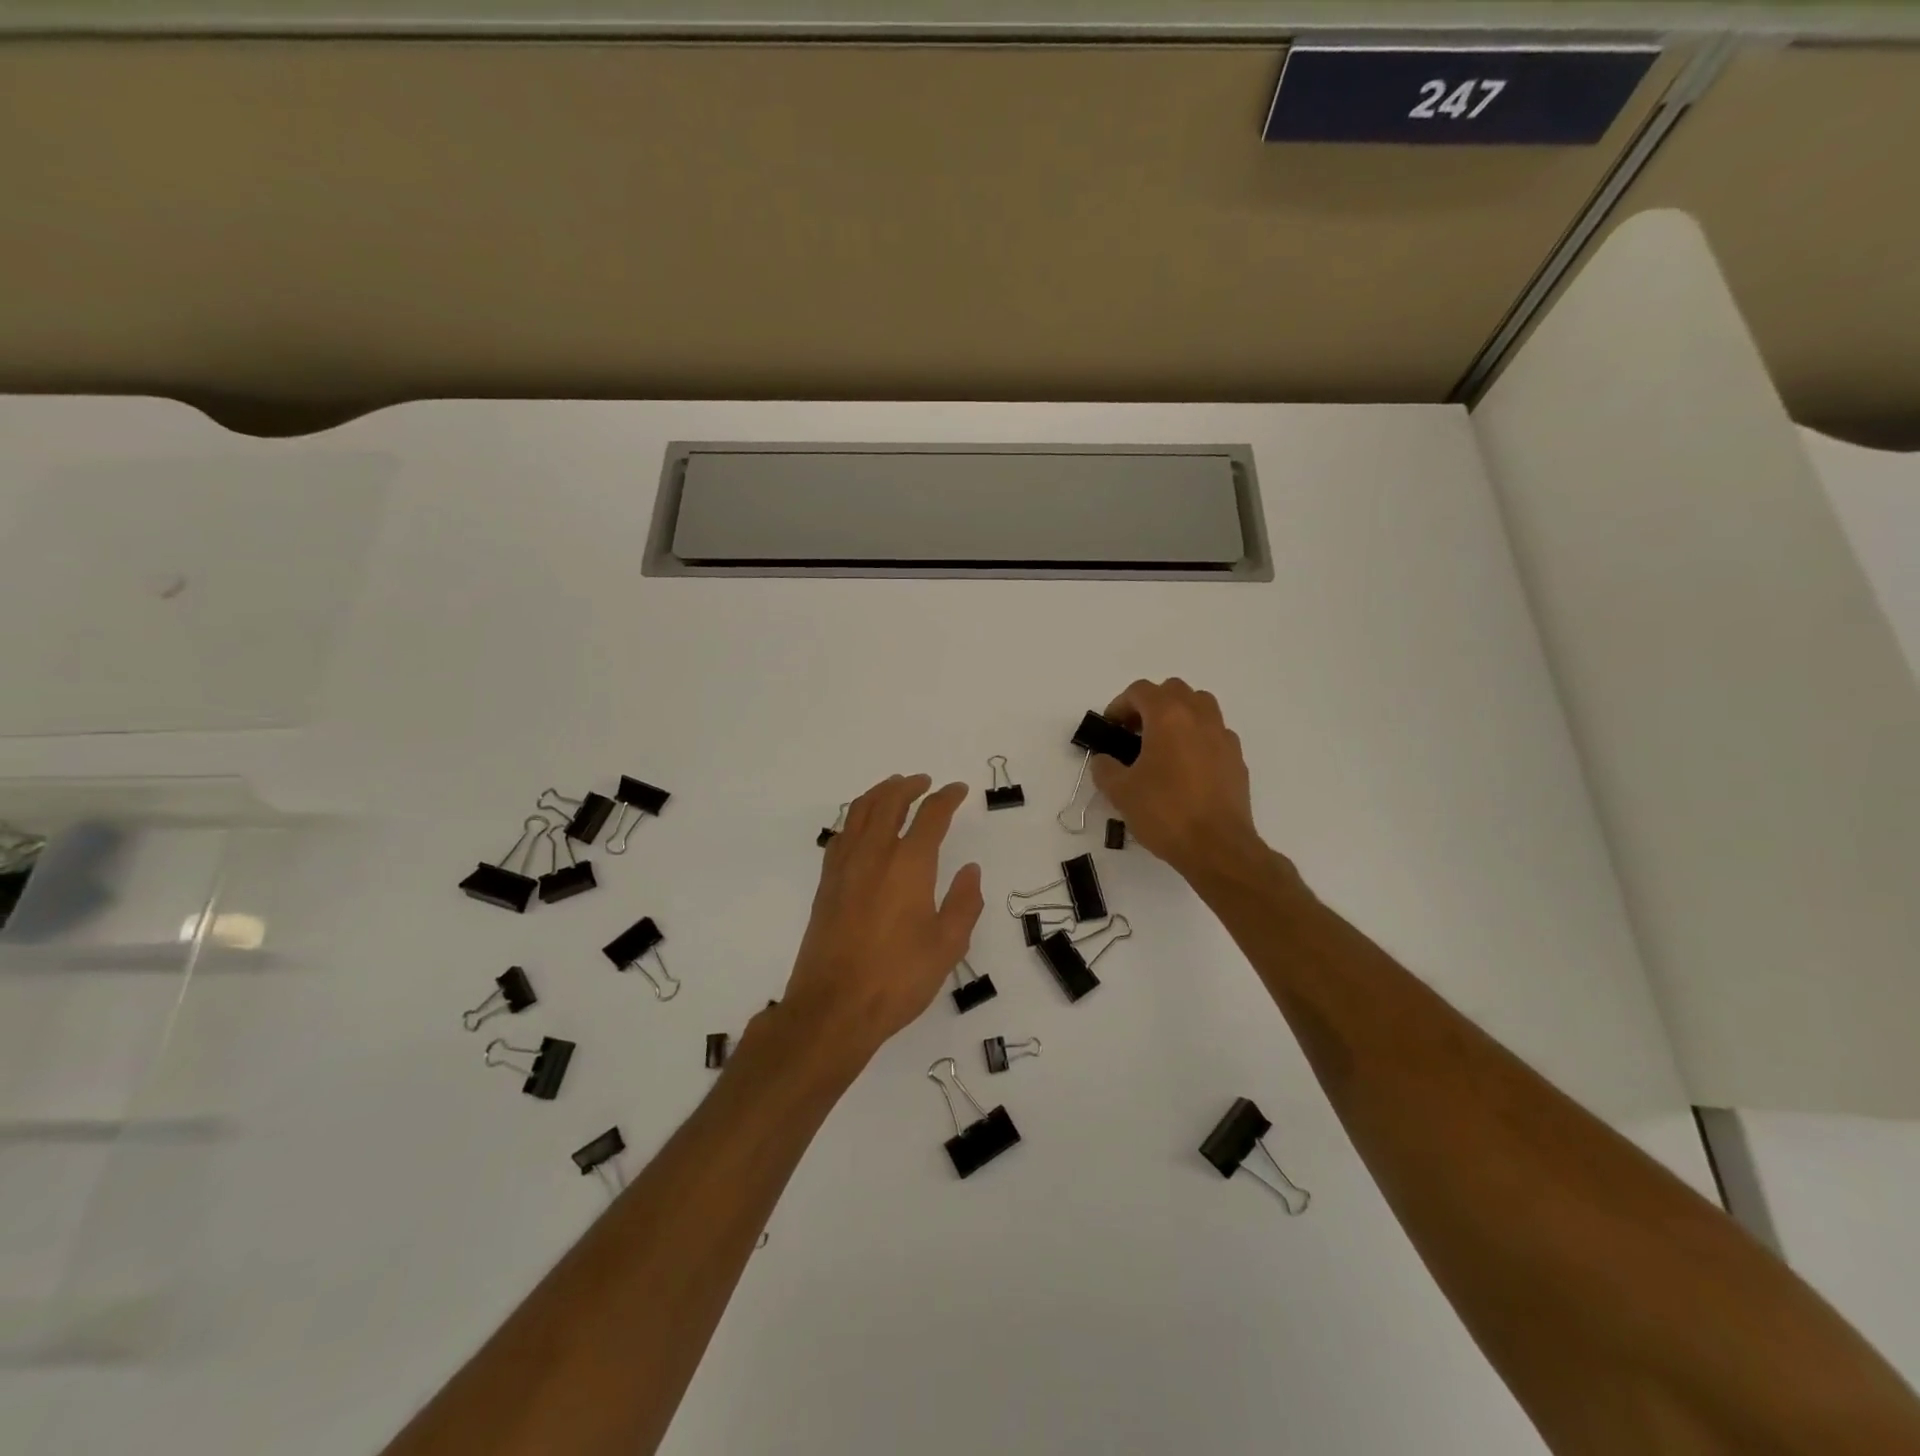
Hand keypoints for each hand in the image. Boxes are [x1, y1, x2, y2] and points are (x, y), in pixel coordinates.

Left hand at [781, 774, 983, 1063]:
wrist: (834, 1007)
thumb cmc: (898, 978)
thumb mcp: (947, 946)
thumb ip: (963, 903)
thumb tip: (971, 871)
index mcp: (909, 865)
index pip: (931, 816)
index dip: (947, 798)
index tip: (957, 790)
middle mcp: (874, 855)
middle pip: (889, 802)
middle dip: (909, 786)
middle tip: (924, 782)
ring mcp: (844, 867)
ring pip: (860, 812)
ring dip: (879, 794)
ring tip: (893, 789)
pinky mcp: (826, 884)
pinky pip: (841, 834)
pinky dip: (856, 818)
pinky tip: (861, 826)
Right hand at [1091, 678, 1263, 878]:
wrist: (1217, 846)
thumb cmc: (1165, 812)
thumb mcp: (1120, 792)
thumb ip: (1105, 768)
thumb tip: (1104, 760)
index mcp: (1168, 717)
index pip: (1140, 691)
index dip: (1120, 705)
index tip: (1111, 728)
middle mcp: (1199, 717)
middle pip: (1173, 691)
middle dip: (1151, 705)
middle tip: (1135, 733)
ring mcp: (1223, 736)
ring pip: (1200, 707)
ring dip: (1178, 716)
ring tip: (1163, 745)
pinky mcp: (1237, 759)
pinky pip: (1215, 734)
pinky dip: (1198, 738)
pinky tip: (1186, 768)